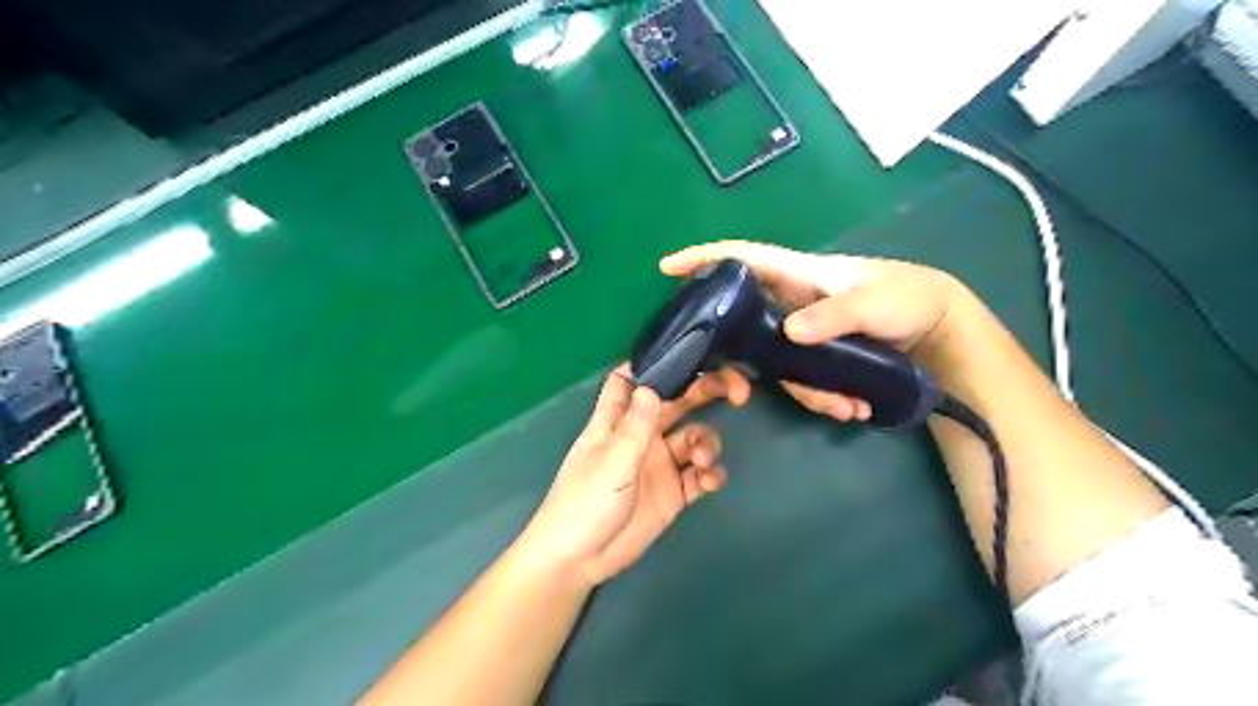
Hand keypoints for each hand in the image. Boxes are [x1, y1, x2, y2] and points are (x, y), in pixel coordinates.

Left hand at [520, 365, 743, 585]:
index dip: (652, 365)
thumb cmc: (584, 503)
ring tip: (701, 461)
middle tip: (736, 391)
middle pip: (676, 402)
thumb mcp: (611, 463)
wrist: (580, 561)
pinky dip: (710, 474)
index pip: (630, 380)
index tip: (686, 354)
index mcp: (618, 421)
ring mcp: (659, 464)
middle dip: (705, 392)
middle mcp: (642, 436)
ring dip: (706, 443)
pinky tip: (709, 482)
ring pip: (694, 438)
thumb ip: (635, 427)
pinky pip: (699, 475)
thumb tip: (652, 386)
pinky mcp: (673, 492)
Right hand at [661, 240, 966, 421]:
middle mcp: (791, 304)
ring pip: (778, 363)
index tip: (667, 268)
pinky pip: (805, 378)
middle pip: (746, 326)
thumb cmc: (905, 297)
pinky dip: (827, 398)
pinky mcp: (818, 355)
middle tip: (738, 392)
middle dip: (741, 360)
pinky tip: (854, 408)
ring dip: (809, 392)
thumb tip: (789, 334)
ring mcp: (803, 332)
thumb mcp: (872, 304)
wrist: (938, 327)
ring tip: (845, 407)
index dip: (704, 259)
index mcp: (797, 275)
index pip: (742, 259)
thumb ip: (832, 316)